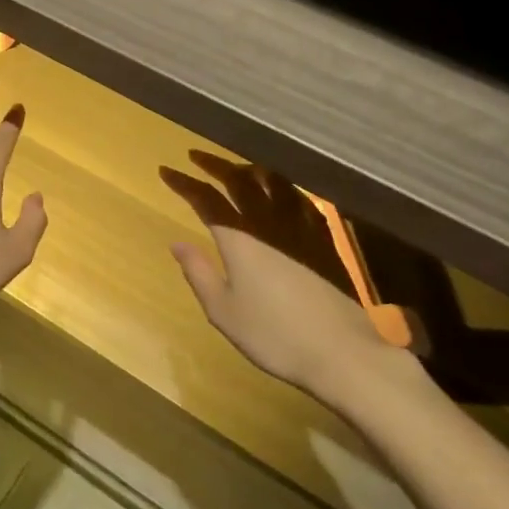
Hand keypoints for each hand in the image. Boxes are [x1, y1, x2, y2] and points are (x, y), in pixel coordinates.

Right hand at [160, 152, 424, 400]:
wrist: (342, 351)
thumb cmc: (274, 335)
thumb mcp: (223, 311)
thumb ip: (199, 272)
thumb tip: (176, 243)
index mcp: (239, 239)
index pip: (206, 200)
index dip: (184, 184)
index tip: (166, 170)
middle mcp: (269, 224)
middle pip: (240, 182)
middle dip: (215, 165)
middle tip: (197, 157)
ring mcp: (301, 229)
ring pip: (274, 184)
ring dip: (251, 169)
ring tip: (238, 166)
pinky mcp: (325, 241)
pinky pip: (301, 200)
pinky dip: (284, 187)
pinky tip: (283, 191)